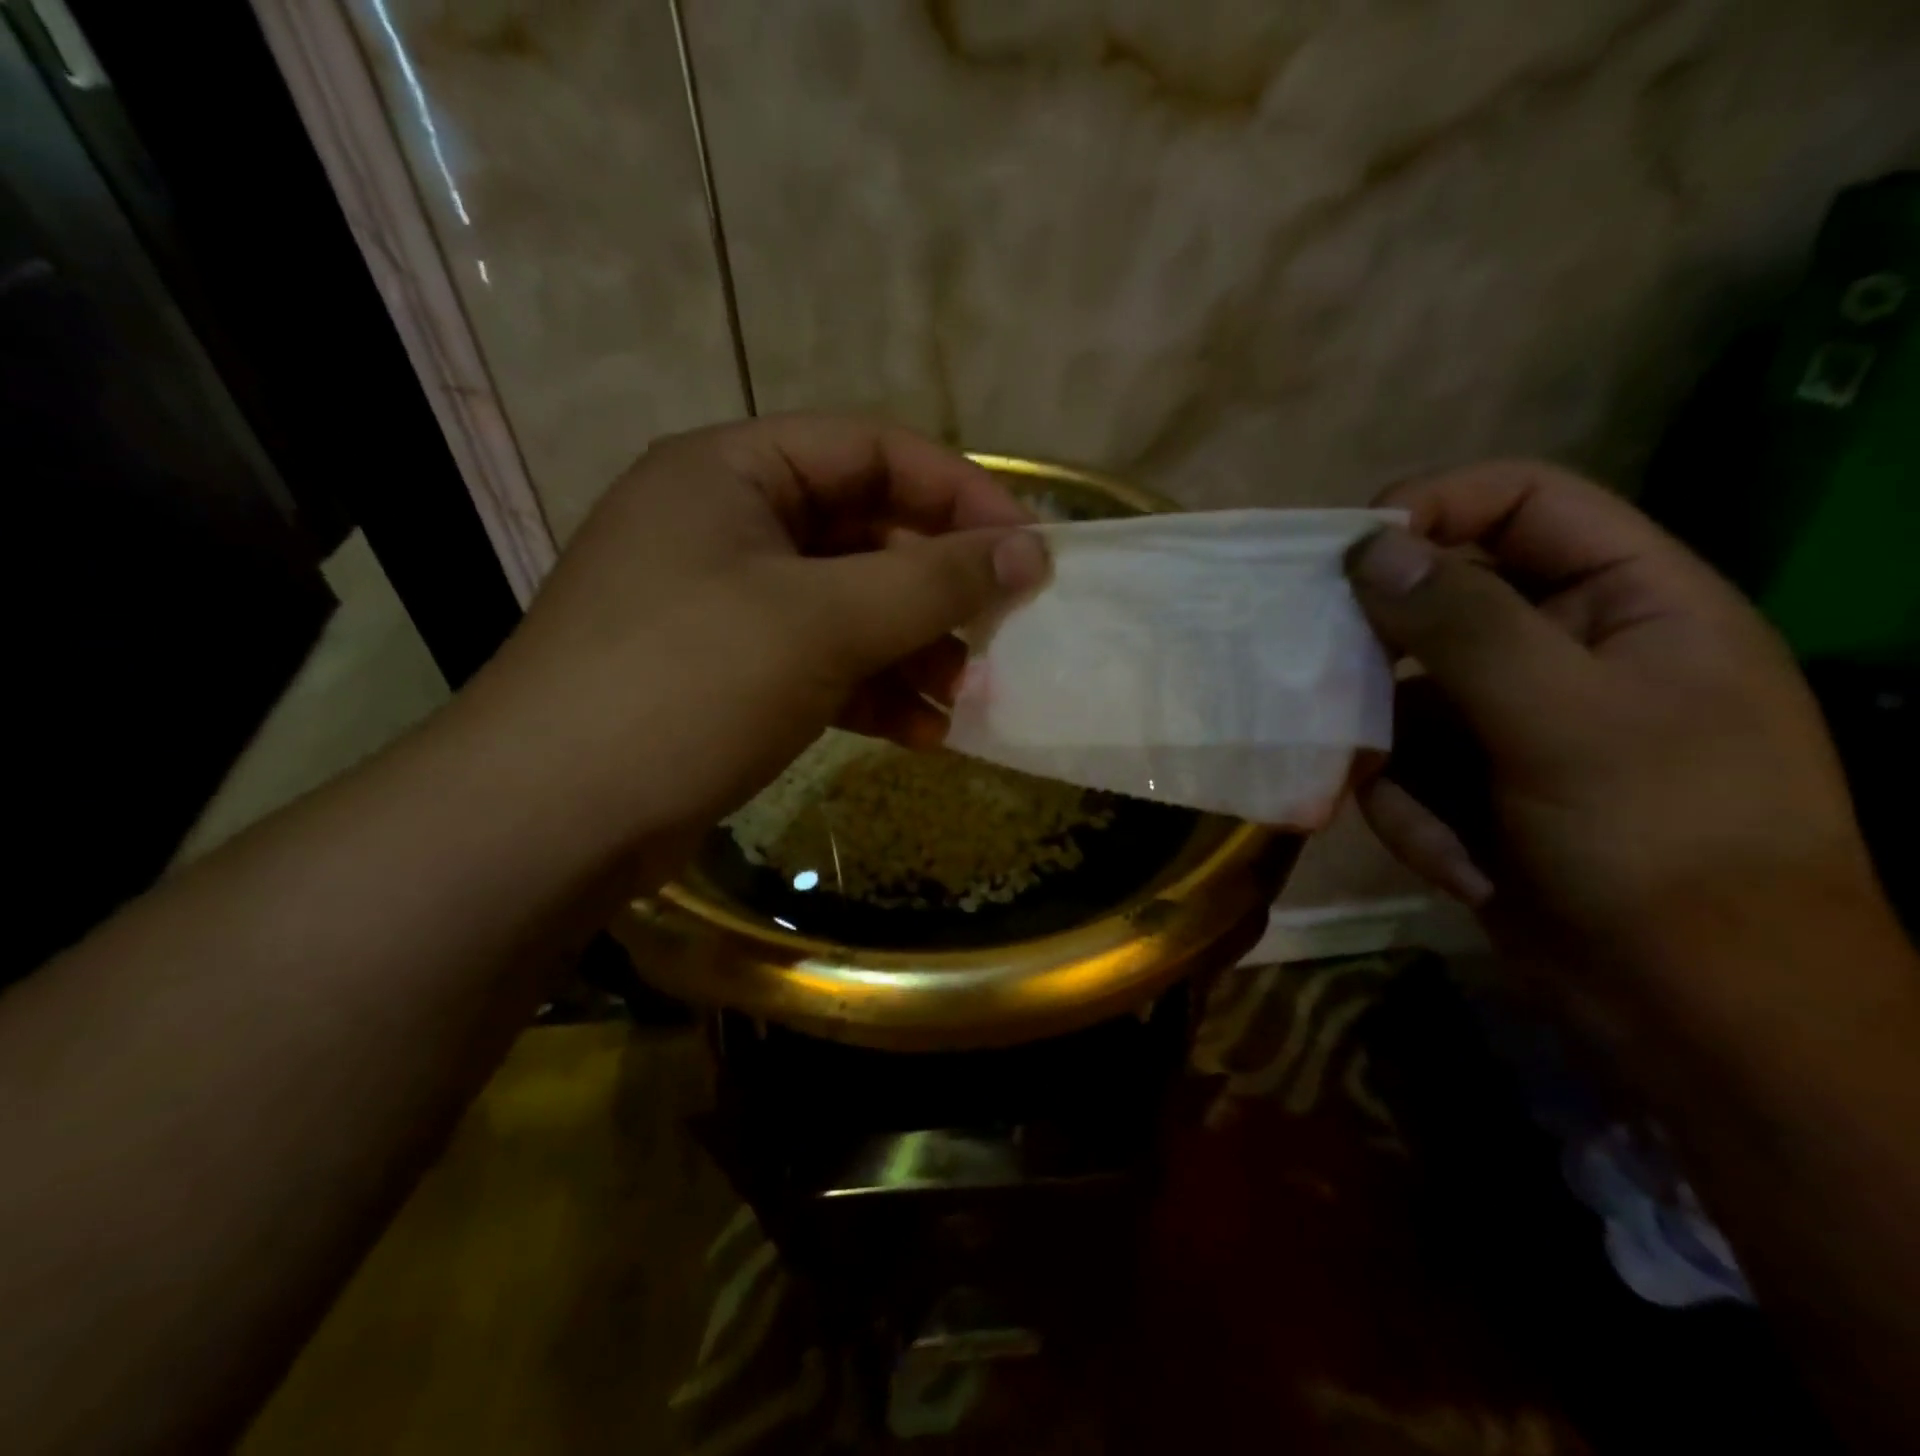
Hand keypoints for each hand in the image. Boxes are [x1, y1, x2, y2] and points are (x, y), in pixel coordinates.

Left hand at [460, 415, 1046, 853]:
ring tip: (968, 694)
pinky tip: (923, 732)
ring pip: (848, 607)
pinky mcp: (727, 675)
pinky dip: (874, 691)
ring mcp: (724, 604)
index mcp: (734, 471)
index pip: (873, 451)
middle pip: (864, 532)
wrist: (553, 816)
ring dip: (913, 647)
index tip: (1026, 549)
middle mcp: (726, 524)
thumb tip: (1030, 553)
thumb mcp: (822, 621)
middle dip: (936, 586)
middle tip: (1001, 631)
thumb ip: (932, 581)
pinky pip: (822, 663)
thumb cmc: (689, 683)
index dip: (958, 494)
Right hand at [1344, 461, 1889, 1038]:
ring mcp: (1510, 720)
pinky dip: (1411, 812)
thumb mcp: (1564, 718)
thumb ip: (1462, 623)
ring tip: (1417, 808)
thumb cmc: (1662, 840)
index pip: (1523, 502)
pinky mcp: (1472, 782)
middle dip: (1383, 650)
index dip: (1435, 506)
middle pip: (1441, 602)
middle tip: (1327, 673)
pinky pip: (1403, 766)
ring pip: (1401, 695)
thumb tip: (1367, 546)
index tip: (1346, 549)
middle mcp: (1563, 647)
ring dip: (1392, 753)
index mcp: (1628, 600)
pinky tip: (1453, 859)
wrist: (1698, 1007)